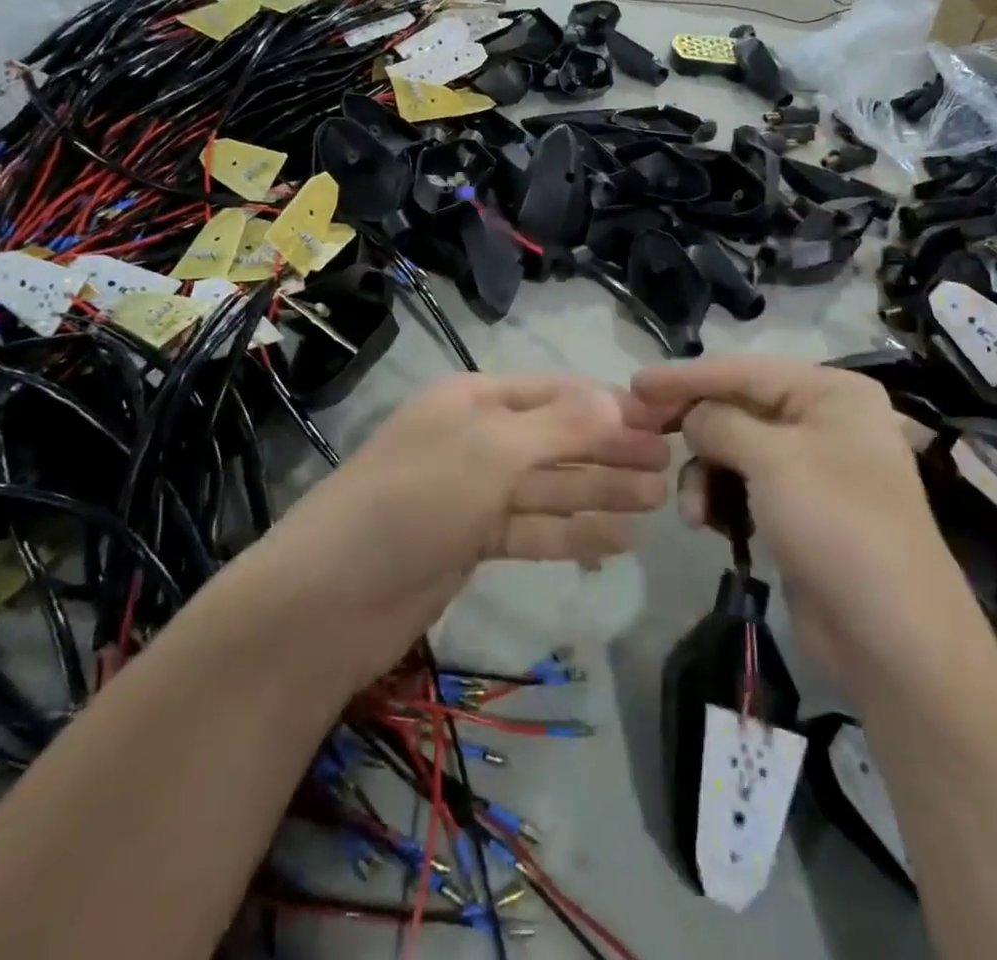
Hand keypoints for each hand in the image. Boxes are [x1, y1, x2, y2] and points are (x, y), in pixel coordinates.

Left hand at [247, 374, 669, 685]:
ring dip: (600, 492)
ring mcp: (472, 493)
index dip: (608, 407)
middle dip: (611, 452)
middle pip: (558, 440)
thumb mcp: (490, 453)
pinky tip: (617, 540)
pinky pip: (532, 530)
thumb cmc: (412, 503)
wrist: (327, 603)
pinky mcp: (470, 543)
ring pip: (549, 487)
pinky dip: (572, 533)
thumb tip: (616, 398)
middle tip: (669, 469)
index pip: (555, 394)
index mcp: (474, 400)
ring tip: (656, 502)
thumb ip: (558, 427)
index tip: (662, 424)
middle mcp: (476, 439)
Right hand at [630, 357, 960, 695]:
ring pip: (737, 451)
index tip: (635, 383)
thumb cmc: (835, 525)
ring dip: (706, 475)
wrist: (892, 636)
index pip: (743, 370)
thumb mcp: (772, 460)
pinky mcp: (801, 510)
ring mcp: (814, 468)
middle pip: (739, 409)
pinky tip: (708, 525)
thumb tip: (692, 415)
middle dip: (695, 429)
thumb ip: (720, 422)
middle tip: (644, 436)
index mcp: (830, 392)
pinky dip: (722, 499)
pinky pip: (747, 487)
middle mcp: (824, 420)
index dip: (686, 376)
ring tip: (692, 512)